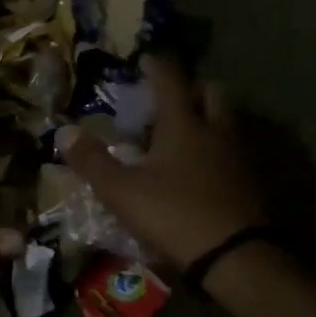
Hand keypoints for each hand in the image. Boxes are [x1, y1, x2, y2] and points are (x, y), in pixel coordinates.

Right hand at [63, 55, 268, 271]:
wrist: (235, 257)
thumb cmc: (174, 214)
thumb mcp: (121, 191)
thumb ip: (93, 161)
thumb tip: (64, 132)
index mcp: (183, 125)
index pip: (171, 80)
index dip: (157, 66)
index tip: (146, 59)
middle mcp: (215, 131)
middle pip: (212, 92)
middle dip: (192, 87)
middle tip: (173, 96)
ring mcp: (238, 156)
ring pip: (227, 121)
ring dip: (209, 117)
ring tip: (186, 132)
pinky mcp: (252, 182)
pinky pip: (234, 151)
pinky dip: (218, 148)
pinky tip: (203, 168)